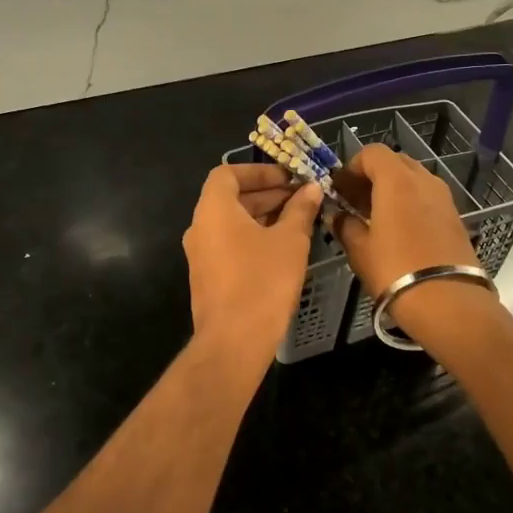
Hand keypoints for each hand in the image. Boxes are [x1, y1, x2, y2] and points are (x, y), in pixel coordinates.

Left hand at [183, 164, 322, 364]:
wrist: (234, 341)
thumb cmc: (263, 281)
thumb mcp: (290, 241)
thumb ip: (300, 210)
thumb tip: (311, 188)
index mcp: (213, 210)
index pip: (227, 173)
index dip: (258, 170)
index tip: (288, 178)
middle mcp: (200, 227)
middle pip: (230, 198)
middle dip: (267, 194)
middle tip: (302, 198)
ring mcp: (201, 255)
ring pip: (232, 224)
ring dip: (263, 217)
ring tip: (298, 221)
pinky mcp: (208, 277)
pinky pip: (230, 245)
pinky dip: (253, 238)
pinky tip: (283, 249)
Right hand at [333, 145, 498, 343]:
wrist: (449, 302)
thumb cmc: (395, 270)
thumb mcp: (360, 250)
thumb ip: (345, 225)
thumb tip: (337, 215)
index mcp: (397, 180)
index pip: (372, 153)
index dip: (352, 167)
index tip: (339, 189)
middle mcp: (424, 180)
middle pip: (394, 163)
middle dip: (372, 176)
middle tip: (354, 202)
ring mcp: (444, 198)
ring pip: (413, 180)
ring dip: (392, 190)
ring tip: (375, 218)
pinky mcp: (455, 217)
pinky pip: (427, 198)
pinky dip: (410, 204)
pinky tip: (398, 231)